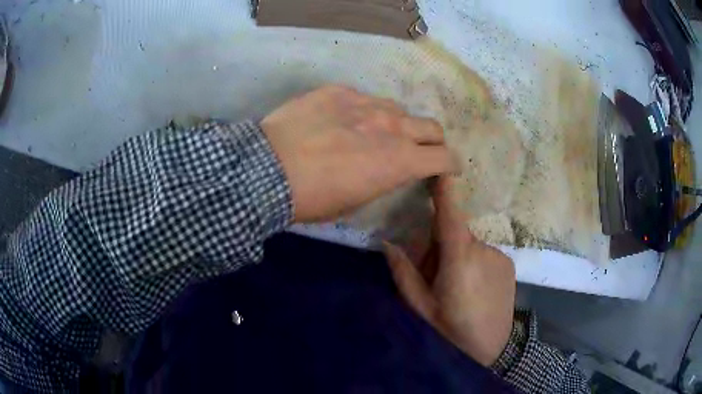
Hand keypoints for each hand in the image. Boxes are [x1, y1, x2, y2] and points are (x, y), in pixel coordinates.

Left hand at [261, 85, 454, 222]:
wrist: (266, 170)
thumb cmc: (311, 198)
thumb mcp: (355, 202)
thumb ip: (383, 178)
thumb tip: (389, 166)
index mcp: (400, 161)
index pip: (445, 157)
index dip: (451, 164)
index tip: (447, 168)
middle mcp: (391, 126)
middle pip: (431, 126)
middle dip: (432, 140)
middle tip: (419, 149)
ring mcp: (366, 103)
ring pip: (398, 108)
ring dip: (396, 123)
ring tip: (373, 133)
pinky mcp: (339, 91)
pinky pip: (363, 98)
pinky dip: (362, 111)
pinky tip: (340, 121)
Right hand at [382, 177, 515, 365]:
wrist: (493, 350)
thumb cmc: (452, 331)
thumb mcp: (422, 308)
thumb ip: (404, 274)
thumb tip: (388, 244)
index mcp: (459, 259)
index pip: (450, 215)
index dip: (445, 189)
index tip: (438, 167)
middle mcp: (483, 250)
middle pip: (455, 234)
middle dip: (441, 247)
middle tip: (435, 279)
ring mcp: (499, 255)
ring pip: (470, 245)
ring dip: (458, 256)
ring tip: (457, 289)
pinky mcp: (508, 263)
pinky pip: (484, 254)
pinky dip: (475, 262)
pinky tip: (474, 289)